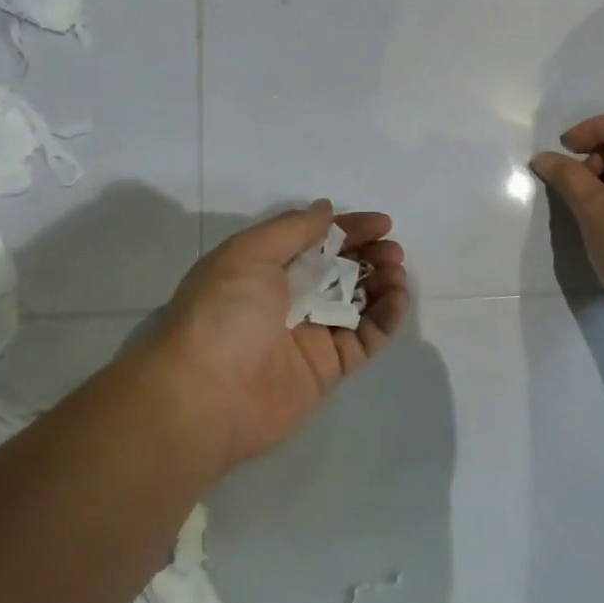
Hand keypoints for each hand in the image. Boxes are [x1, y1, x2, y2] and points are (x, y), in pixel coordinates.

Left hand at [155, 202, 409, 469]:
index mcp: (264, 267)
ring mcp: (308, 335)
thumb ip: (293, 228)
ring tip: (397, 271)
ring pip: (356, 303)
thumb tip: (325, 209)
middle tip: (392, 251)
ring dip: (381, 283)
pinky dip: (385, 319)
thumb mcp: (250, 252)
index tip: (383, 223)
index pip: (315, 240)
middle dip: (368, 256)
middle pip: (338, 271)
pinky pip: (364, 339)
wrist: (205, 393)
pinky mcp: (326, 369)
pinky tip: (398, 298)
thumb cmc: (224, 310)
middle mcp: (287, 299)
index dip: (349, 230)